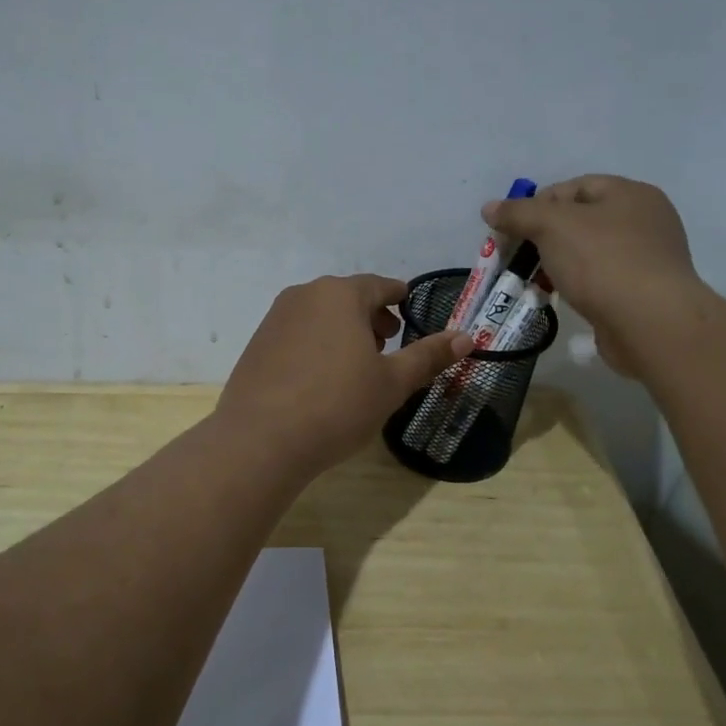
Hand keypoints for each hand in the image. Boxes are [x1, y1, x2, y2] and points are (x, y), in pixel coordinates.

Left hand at [217, 275, 472, 475]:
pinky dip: (316, 344)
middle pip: (348, 297)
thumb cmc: (337, 405)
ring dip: (343, 330)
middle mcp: (305, 295)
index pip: (380, 285)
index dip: (399, 297)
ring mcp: (275, 318)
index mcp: (341, 294)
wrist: (261, 439)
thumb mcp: (392, 383)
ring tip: (356, 364)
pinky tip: (321, 379)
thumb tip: (467, 336)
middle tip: (388, 344)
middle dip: (371, 317)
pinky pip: (297, 333)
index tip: (410, 308)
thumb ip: (429, 355)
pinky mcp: (257, 343)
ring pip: (320, 314)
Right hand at [482, 176, 704, 377]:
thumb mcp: (551, 226)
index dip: (537, 204)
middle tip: (517, 257)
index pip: (573, 187)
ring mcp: (647, 258)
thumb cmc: (602, 262)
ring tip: (533, 281)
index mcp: (630, 194)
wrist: (651, 324)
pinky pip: (600, 280)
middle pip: (580, 220)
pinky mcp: (643, 293)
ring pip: (588, 252)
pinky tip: (558, 298)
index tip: (512, 230)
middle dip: (543, 238)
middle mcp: (644, 220)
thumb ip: (518, 213)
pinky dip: (576, 285)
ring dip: (557, 264)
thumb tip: (490, 208)